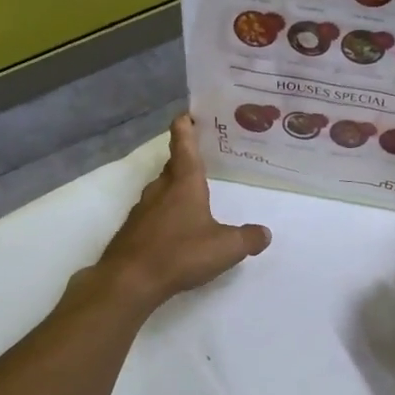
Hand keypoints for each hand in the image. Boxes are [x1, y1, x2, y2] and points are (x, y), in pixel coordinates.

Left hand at [89, 113, 270, 310]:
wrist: (130, 280)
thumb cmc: (180, 253)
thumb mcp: (226, 248)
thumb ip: (248, 238)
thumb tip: (265, 233)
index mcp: (184, 184)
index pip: (184, 145)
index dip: (185, 127)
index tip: (187, 114)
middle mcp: (160, 190)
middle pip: (172, 166)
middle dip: (184, 158)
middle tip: (200, 155)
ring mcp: (142, 210)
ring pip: (161, 190)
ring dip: (174, 187)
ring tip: (191, 193)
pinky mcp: (133, 231)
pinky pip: (152, 213)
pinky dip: (164, 212)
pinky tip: (174, 228)